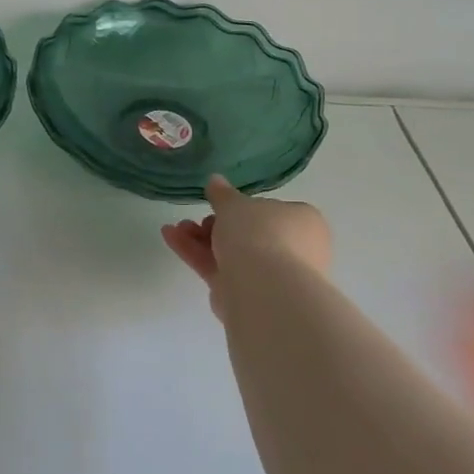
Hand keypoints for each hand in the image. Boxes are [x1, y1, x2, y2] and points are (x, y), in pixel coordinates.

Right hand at [161, 175, 330, 319]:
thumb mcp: (235, 204)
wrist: (263, 288)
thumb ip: (222, 194)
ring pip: (231, 252)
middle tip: (195, 220)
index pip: (272, 211)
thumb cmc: (259, 233)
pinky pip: (219, 269)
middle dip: (215, 225)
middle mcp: (294, 249)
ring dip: (200, 239)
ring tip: (176, 229)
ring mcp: (271, 275)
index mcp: (303, 222)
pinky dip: (196, 254)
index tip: (218, 206)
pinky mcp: (247, 294)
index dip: (242, 208)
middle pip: (248, 233)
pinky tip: (170, 237)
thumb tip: (215, 180)